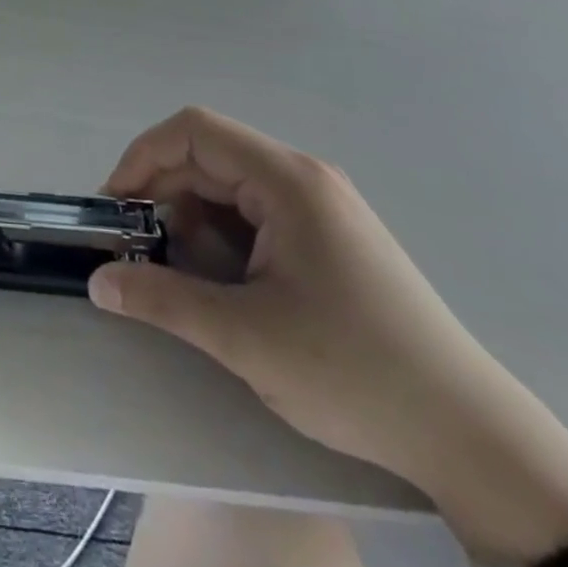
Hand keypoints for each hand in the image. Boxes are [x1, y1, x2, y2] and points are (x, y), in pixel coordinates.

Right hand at [88, 106, 518, 486]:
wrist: (470, 435)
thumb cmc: (354, 372)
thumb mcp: (245, 337)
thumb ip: (163, 300)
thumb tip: (97, 281)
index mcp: (287, 180)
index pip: (195, 131)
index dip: (144, 156)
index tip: (115, 206)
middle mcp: (303, 178)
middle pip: (210, 157)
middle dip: (163, 193)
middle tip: (133, 245)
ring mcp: (320, 206)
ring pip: (231, 187)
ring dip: (191, 218)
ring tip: (174, 270)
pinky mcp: (328, 237)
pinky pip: (256, 214)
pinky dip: (223, 236)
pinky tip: (219, 281)